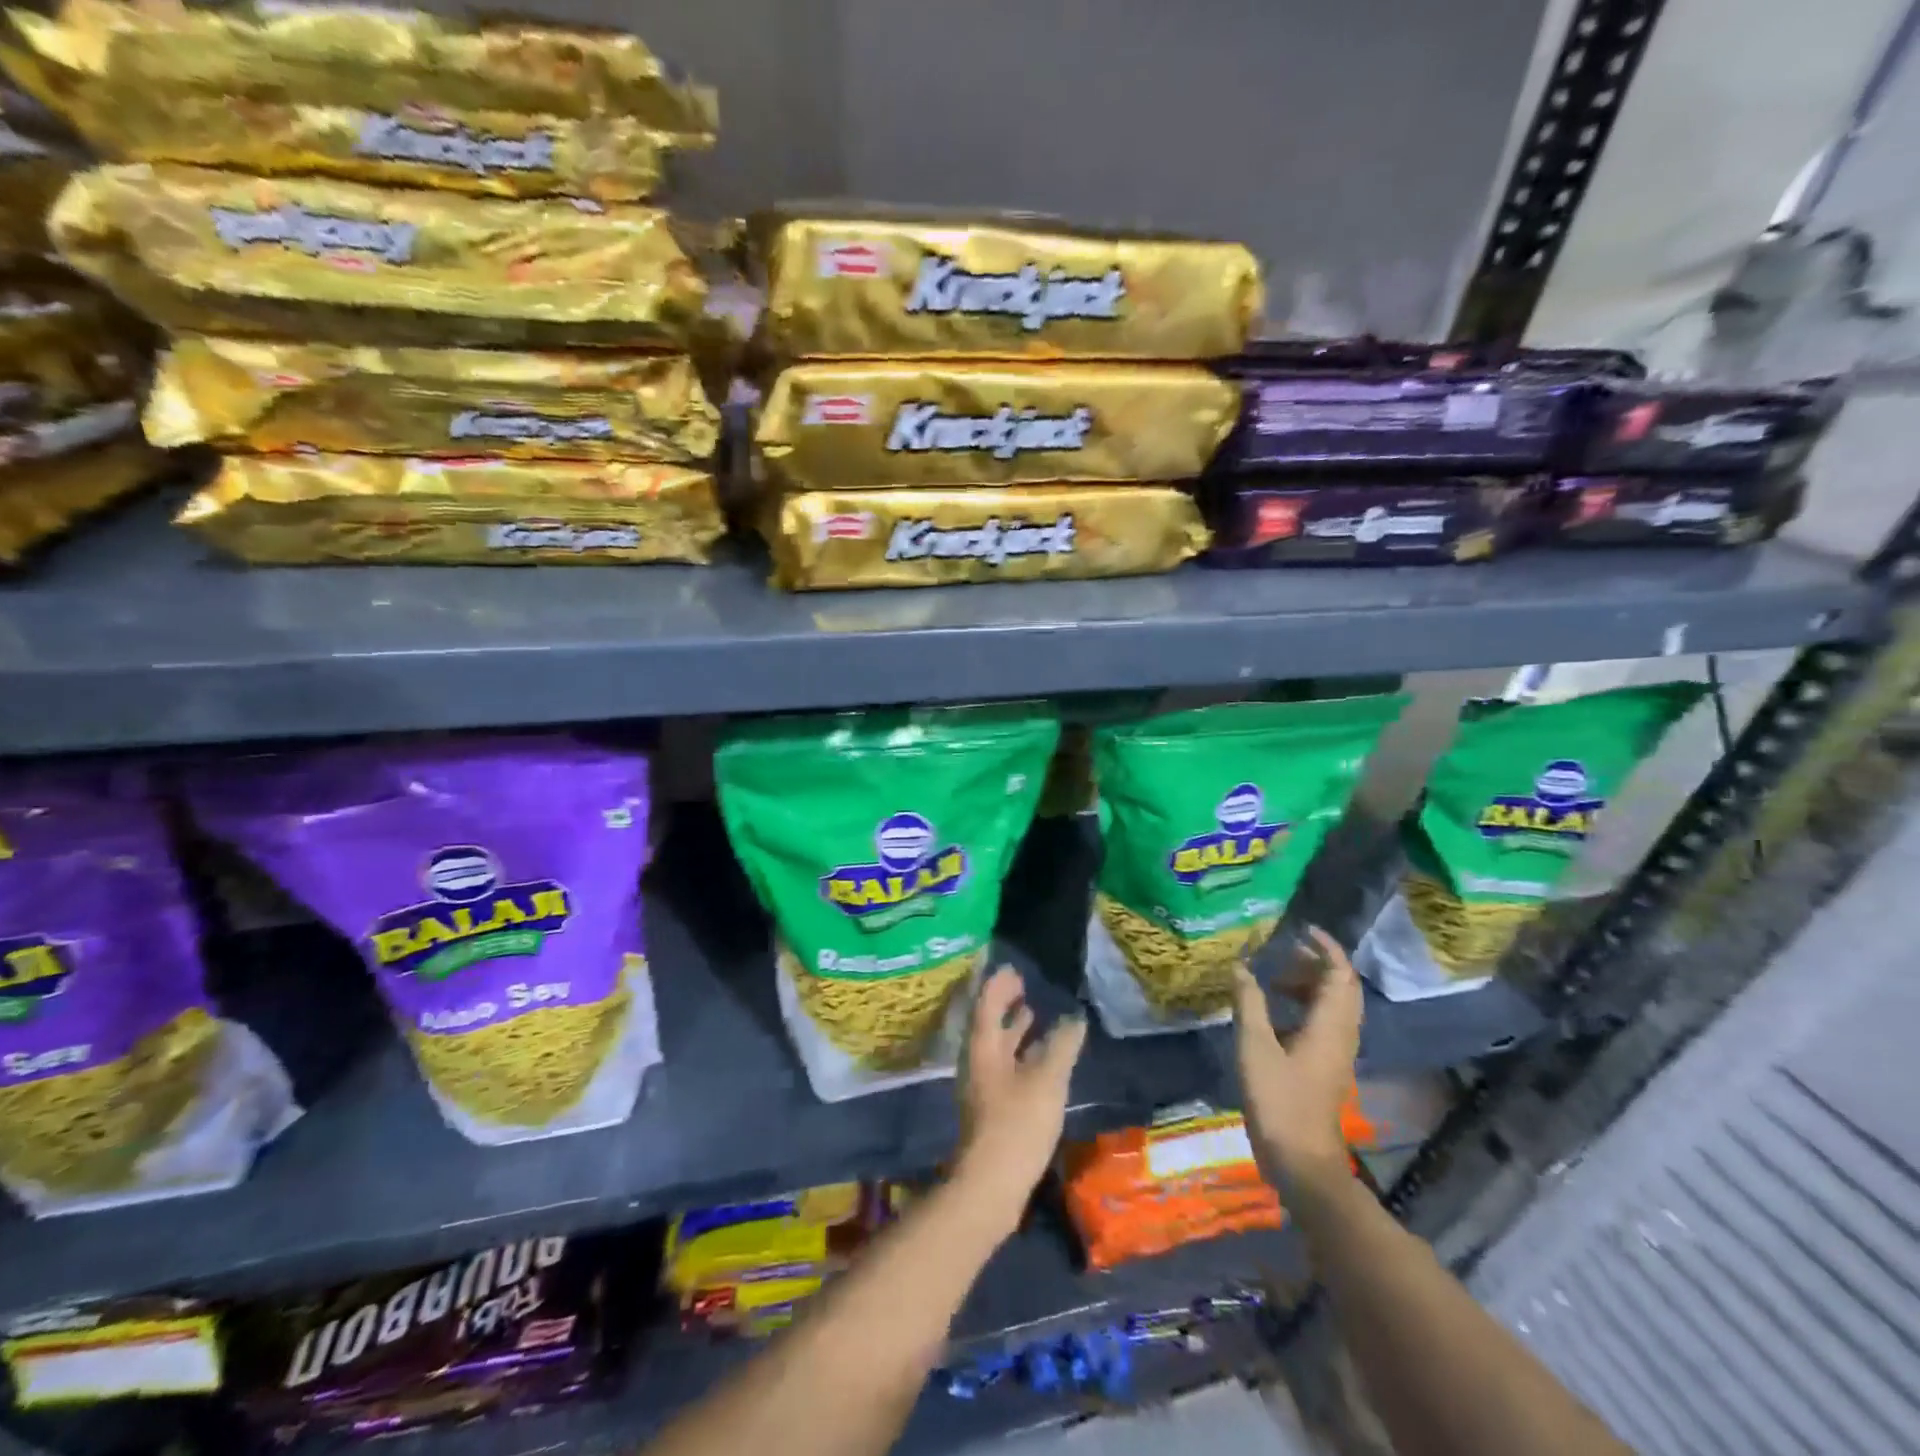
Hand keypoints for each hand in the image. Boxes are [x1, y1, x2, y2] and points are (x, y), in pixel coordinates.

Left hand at [952, 966, 1086, 1236]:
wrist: (991, 1186)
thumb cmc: (1017, 1124)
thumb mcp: (1047, 1080)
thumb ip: (1061, 1046)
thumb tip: (1074, 1018)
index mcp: (983, 1046)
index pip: (987, 1002)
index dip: (999, 984)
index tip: (1014, 968)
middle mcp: (977, 1060)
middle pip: (988, 1022)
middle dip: (1005, 1003)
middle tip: (1025, 985)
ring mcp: (982, 1085)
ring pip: (996, 1046)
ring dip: (1012, 1028)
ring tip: (1033, 1013)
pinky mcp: (991, 1107)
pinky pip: (1004, 1065)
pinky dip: (1019, 1052)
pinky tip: (1039, 1059)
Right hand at [1233, 925, 1362, 1199]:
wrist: (1302, 1162)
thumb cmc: (1279, 1101)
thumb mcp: (1254, 1047)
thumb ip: (1249, 1003)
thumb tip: (1241, 966)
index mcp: (1330, 1025)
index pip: (1339, 973)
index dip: (1325, 947)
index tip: (1300, 929)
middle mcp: (1342, 1034)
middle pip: (1341, 987)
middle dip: (1316, 963)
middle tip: (1283, 952)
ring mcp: (1338, 1053)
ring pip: (1334, 1005)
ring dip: (1309, 985)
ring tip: (1274, 979)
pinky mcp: (1328, 1067)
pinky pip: (1325, 1023)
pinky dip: (1305, 1006)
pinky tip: (1275, 1013)